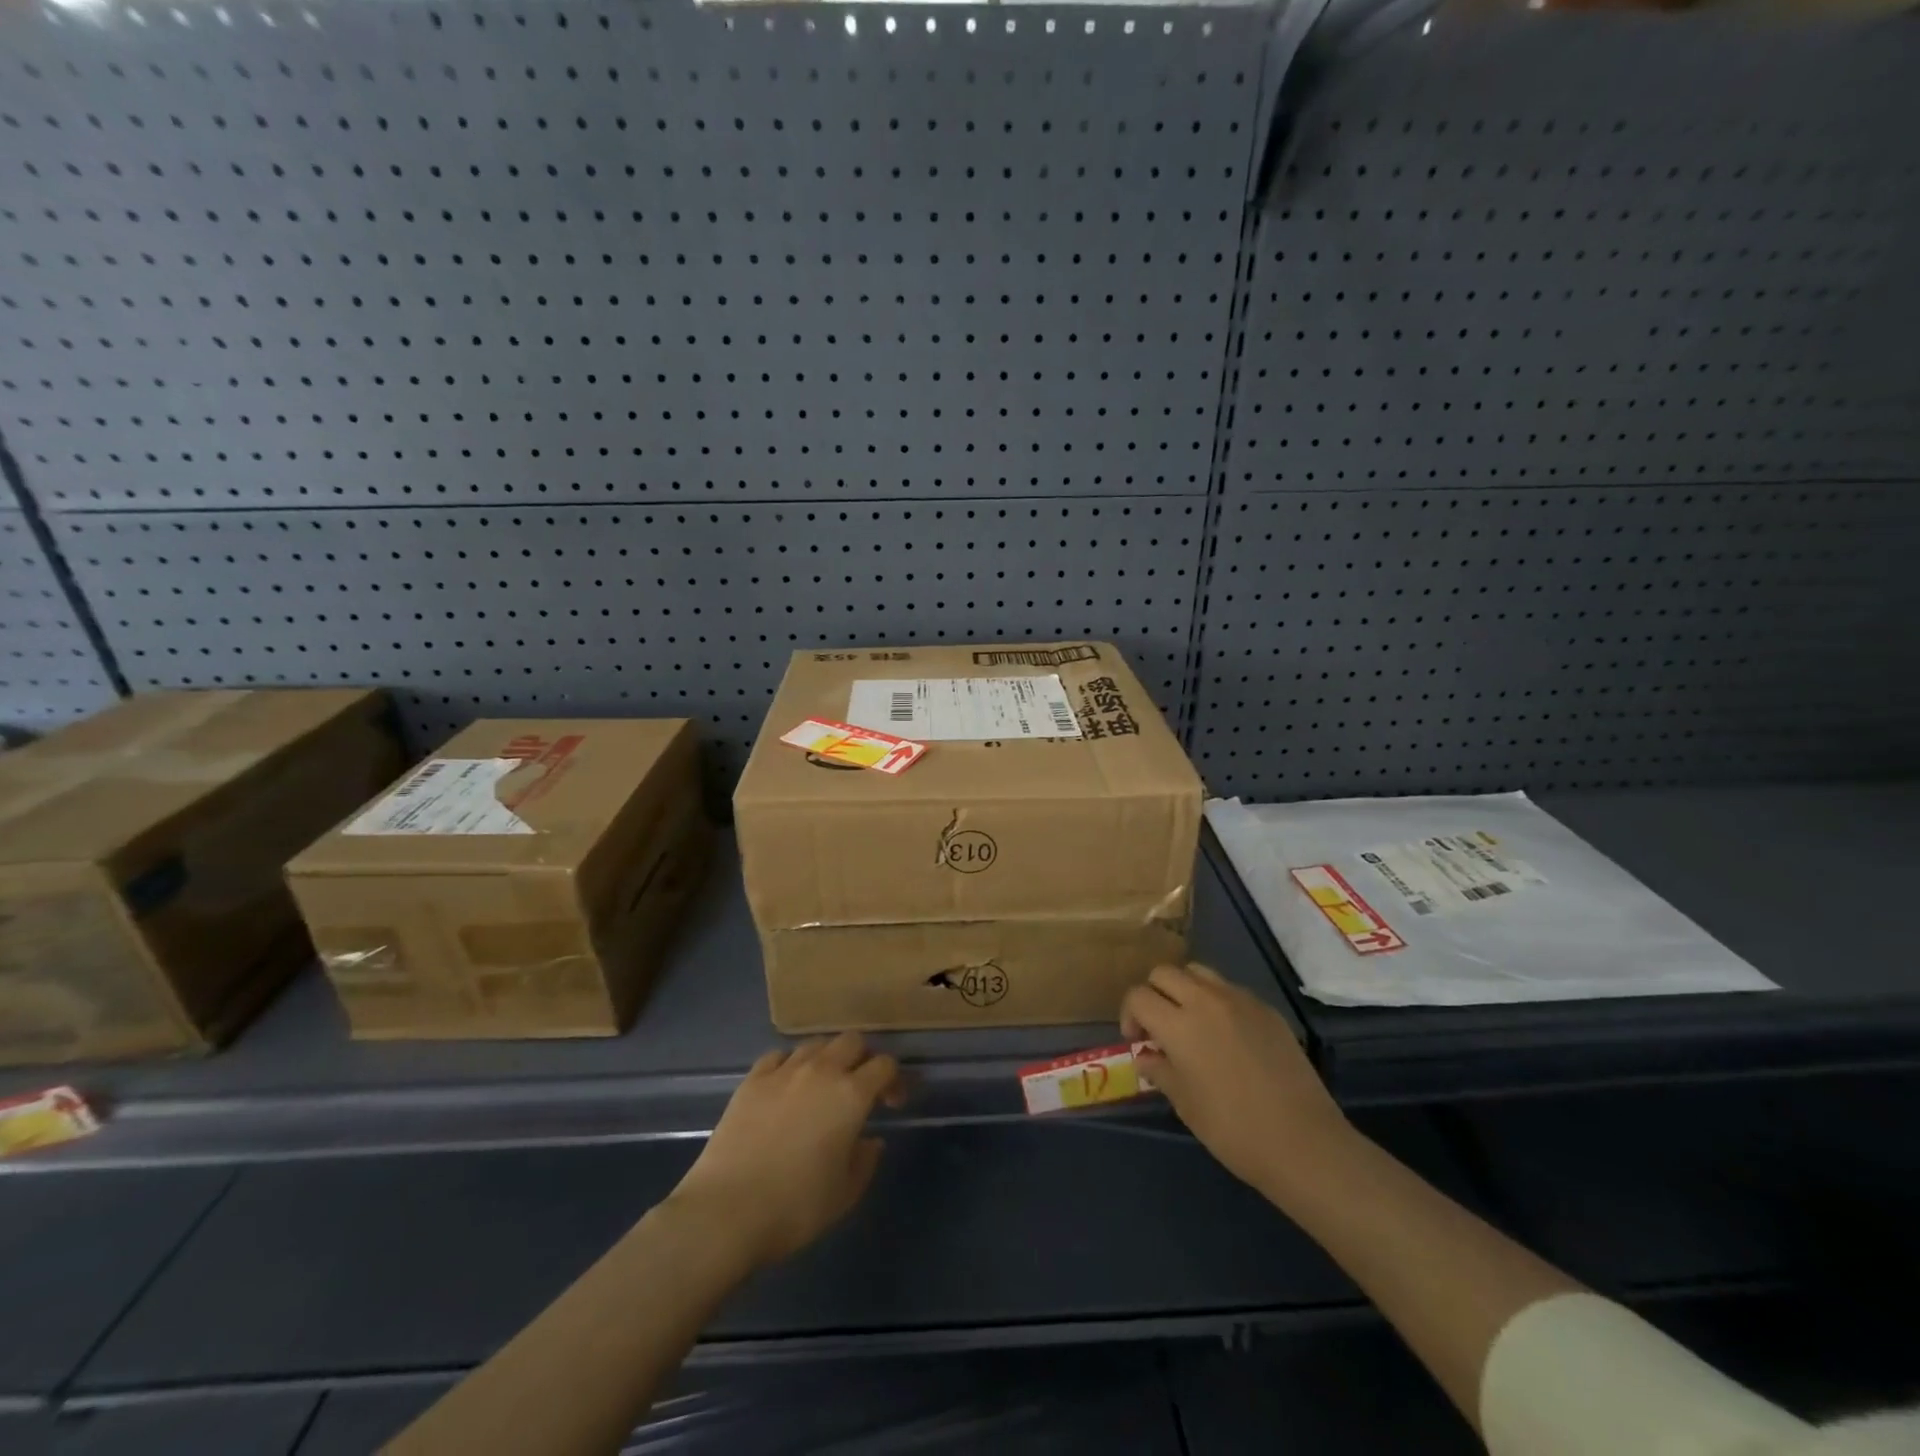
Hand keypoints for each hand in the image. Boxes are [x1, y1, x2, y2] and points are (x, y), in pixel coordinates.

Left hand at [669, 1032, 905, 1268]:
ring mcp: (783, 1071)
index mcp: (851, 1094)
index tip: (892, 1103)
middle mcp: (821, 1070)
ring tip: (823, 1085)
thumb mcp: (845, 1194)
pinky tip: (787, 1086)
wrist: (726, 1212)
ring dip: (827, 1058)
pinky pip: (779, 1056)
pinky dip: (790, 1064)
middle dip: (863, 1058)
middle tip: (860, 1088)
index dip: (894, 1079)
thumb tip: (871, 1140)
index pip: (884, 1065)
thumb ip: (865, 1161)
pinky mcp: (752, 1080)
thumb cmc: (795, 1207)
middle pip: (852, 1040)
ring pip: (816, 1043)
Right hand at [1121, 963, 1351, 1196]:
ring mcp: (1240, 1000)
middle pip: (1164, 973)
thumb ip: (1160, 1071)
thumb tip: (1146, 1055)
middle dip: (1153, 994)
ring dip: (1184, 990)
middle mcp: (1206, 1000)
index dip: (1129, 1015)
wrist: (1303, 1142)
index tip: (1138, 1041)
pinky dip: (1216, 1001)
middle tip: (1159, 1027)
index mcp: (1179, 1024)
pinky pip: (1230, 989)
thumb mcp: (1185, 1105)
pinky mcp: (1267, 1009)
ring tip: (1191, 1023)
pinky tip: (1226, 1035)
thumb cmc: (1234, 1130)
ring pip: (1198, 972)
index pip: (1138, 996)